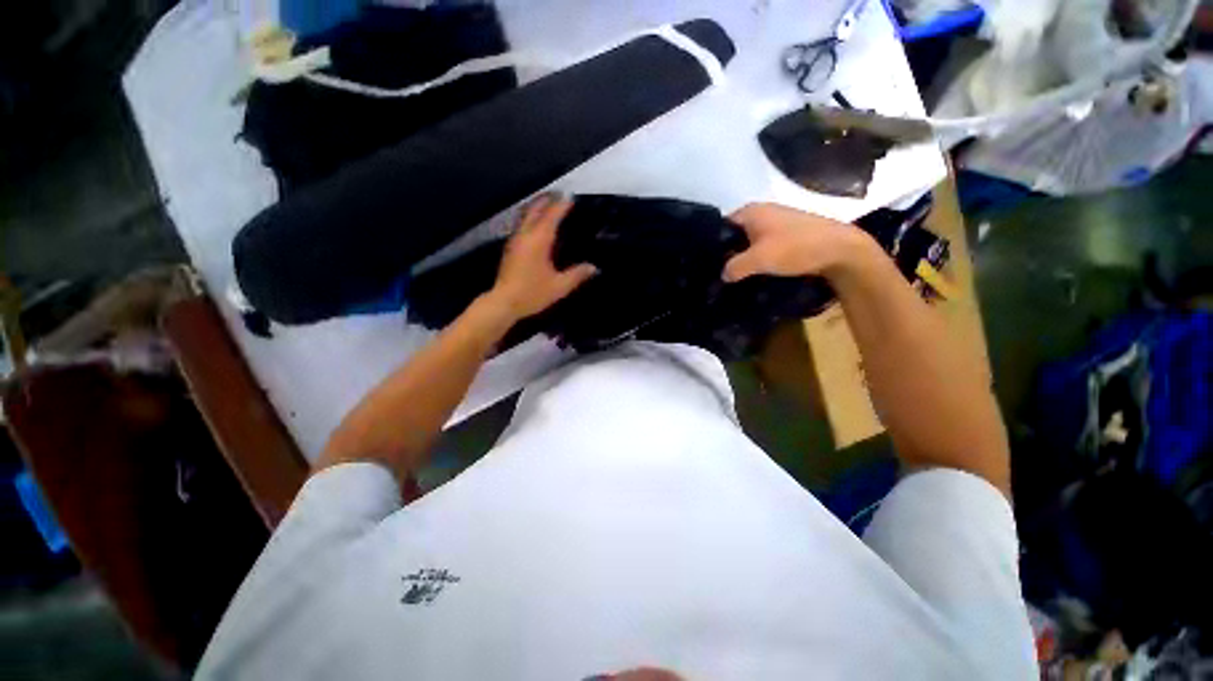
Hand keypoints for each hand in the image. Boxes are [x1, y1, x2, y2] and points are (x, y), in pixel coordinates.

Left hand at [486, 194, 596, 320]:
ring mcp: (515, 240)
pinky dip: (532, 217)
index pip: (551, 215)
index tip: (571, 196)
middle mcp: (525, 235)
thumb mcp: (559, 286)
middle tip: (560, 194)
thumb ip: (577, 275)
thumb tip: (594, 267)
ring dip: (537, 206)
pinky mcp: (511, 247)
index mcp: (539, 240)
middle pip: (535, 209)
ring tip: (549, 204)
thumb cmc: (533, 293)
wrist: (504, 302)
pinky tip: (538, 225)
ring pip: (526, 215)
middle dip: (547, 199)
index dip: (561, 205)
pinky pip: (522, 224)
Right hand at [722, 203, 869, 282]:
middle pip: (733, 235)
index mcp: (750, 212)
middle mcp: (760, 212)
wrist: (840, 249)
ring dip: (742, 257)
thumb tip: (722, 275)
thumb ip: (734, 267)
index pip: (719, 226)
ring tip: (733, 276)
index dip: (711, 245)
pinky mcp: (786, 234)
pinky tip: (753, 272)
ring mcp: (775, 222)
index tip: (707, 264)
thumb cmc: (795, 247)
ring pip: (748, 242)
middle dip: (726, 253)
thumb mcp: (758, 259)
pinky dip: (756, 258)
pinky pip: (762, 246)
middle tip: (717, 273)